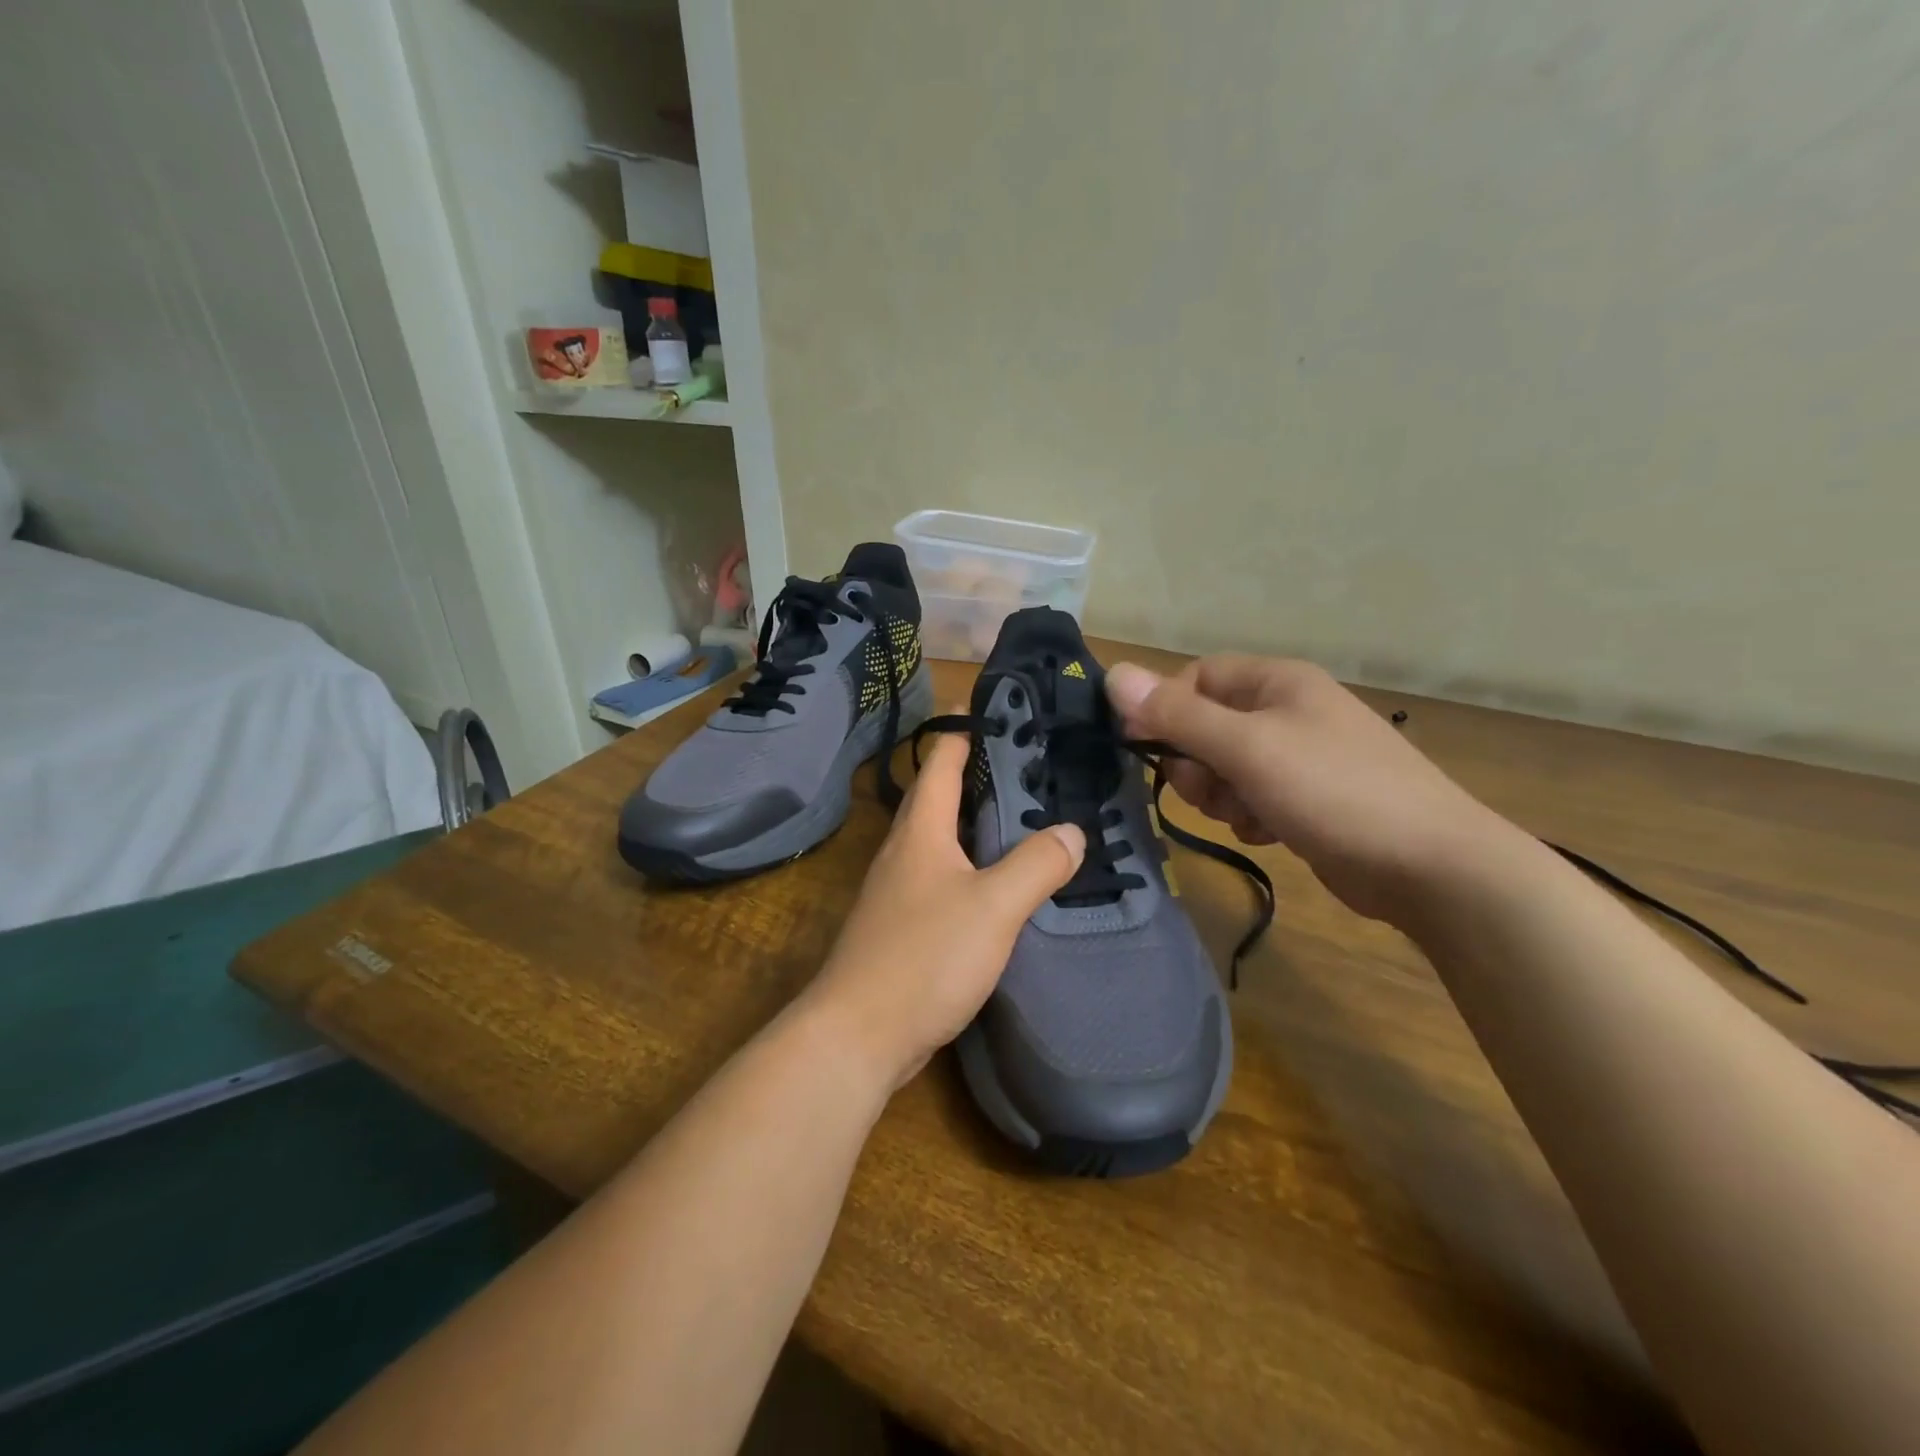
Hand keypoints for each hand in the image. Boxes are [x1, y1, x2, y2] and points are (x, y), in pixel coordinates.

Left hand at [801, 729, 1085, 1093]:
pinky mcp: (903, 924)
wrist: (859, 1034)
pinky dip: (974, 867)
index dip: (969, 731)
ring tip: (1029, 820)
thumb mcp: (993, 906)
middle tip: (1036, 770)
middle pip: (942, 796)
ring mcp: (899, 889)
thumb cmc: (924, 956)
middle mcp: (905, 849)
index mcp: (921, 830)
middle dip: (983, 776)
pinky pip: (944, 877)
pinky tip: (1002, 885)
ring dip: (980, 824)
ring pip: (944, 839)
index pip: (942, 759)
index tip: (1009, 717)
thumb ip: (1036, 865)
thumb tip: (1072, 831)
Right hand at [1106, 656, 1517, 926]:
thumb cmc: (1334, 791)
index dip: (1164, 710)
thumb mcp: (1246, 748)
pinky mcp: (1307, 797)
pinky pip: (1251, 796)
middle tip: (1211, 790)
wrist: (1431, 867)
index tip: (1141, 748)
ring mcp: (1300, 756)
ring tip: (1248, 815)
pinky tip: (1269, 832)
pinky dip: (1248, 814)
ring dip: (1221, 794)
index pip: (1194, 679)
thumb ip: (1176, 714)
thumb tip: (1114, 675)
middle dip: (1196, 763)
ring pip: (1224, 767)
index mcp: (1276, 682)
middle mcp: (1287, 710)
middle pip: (1205, 726)